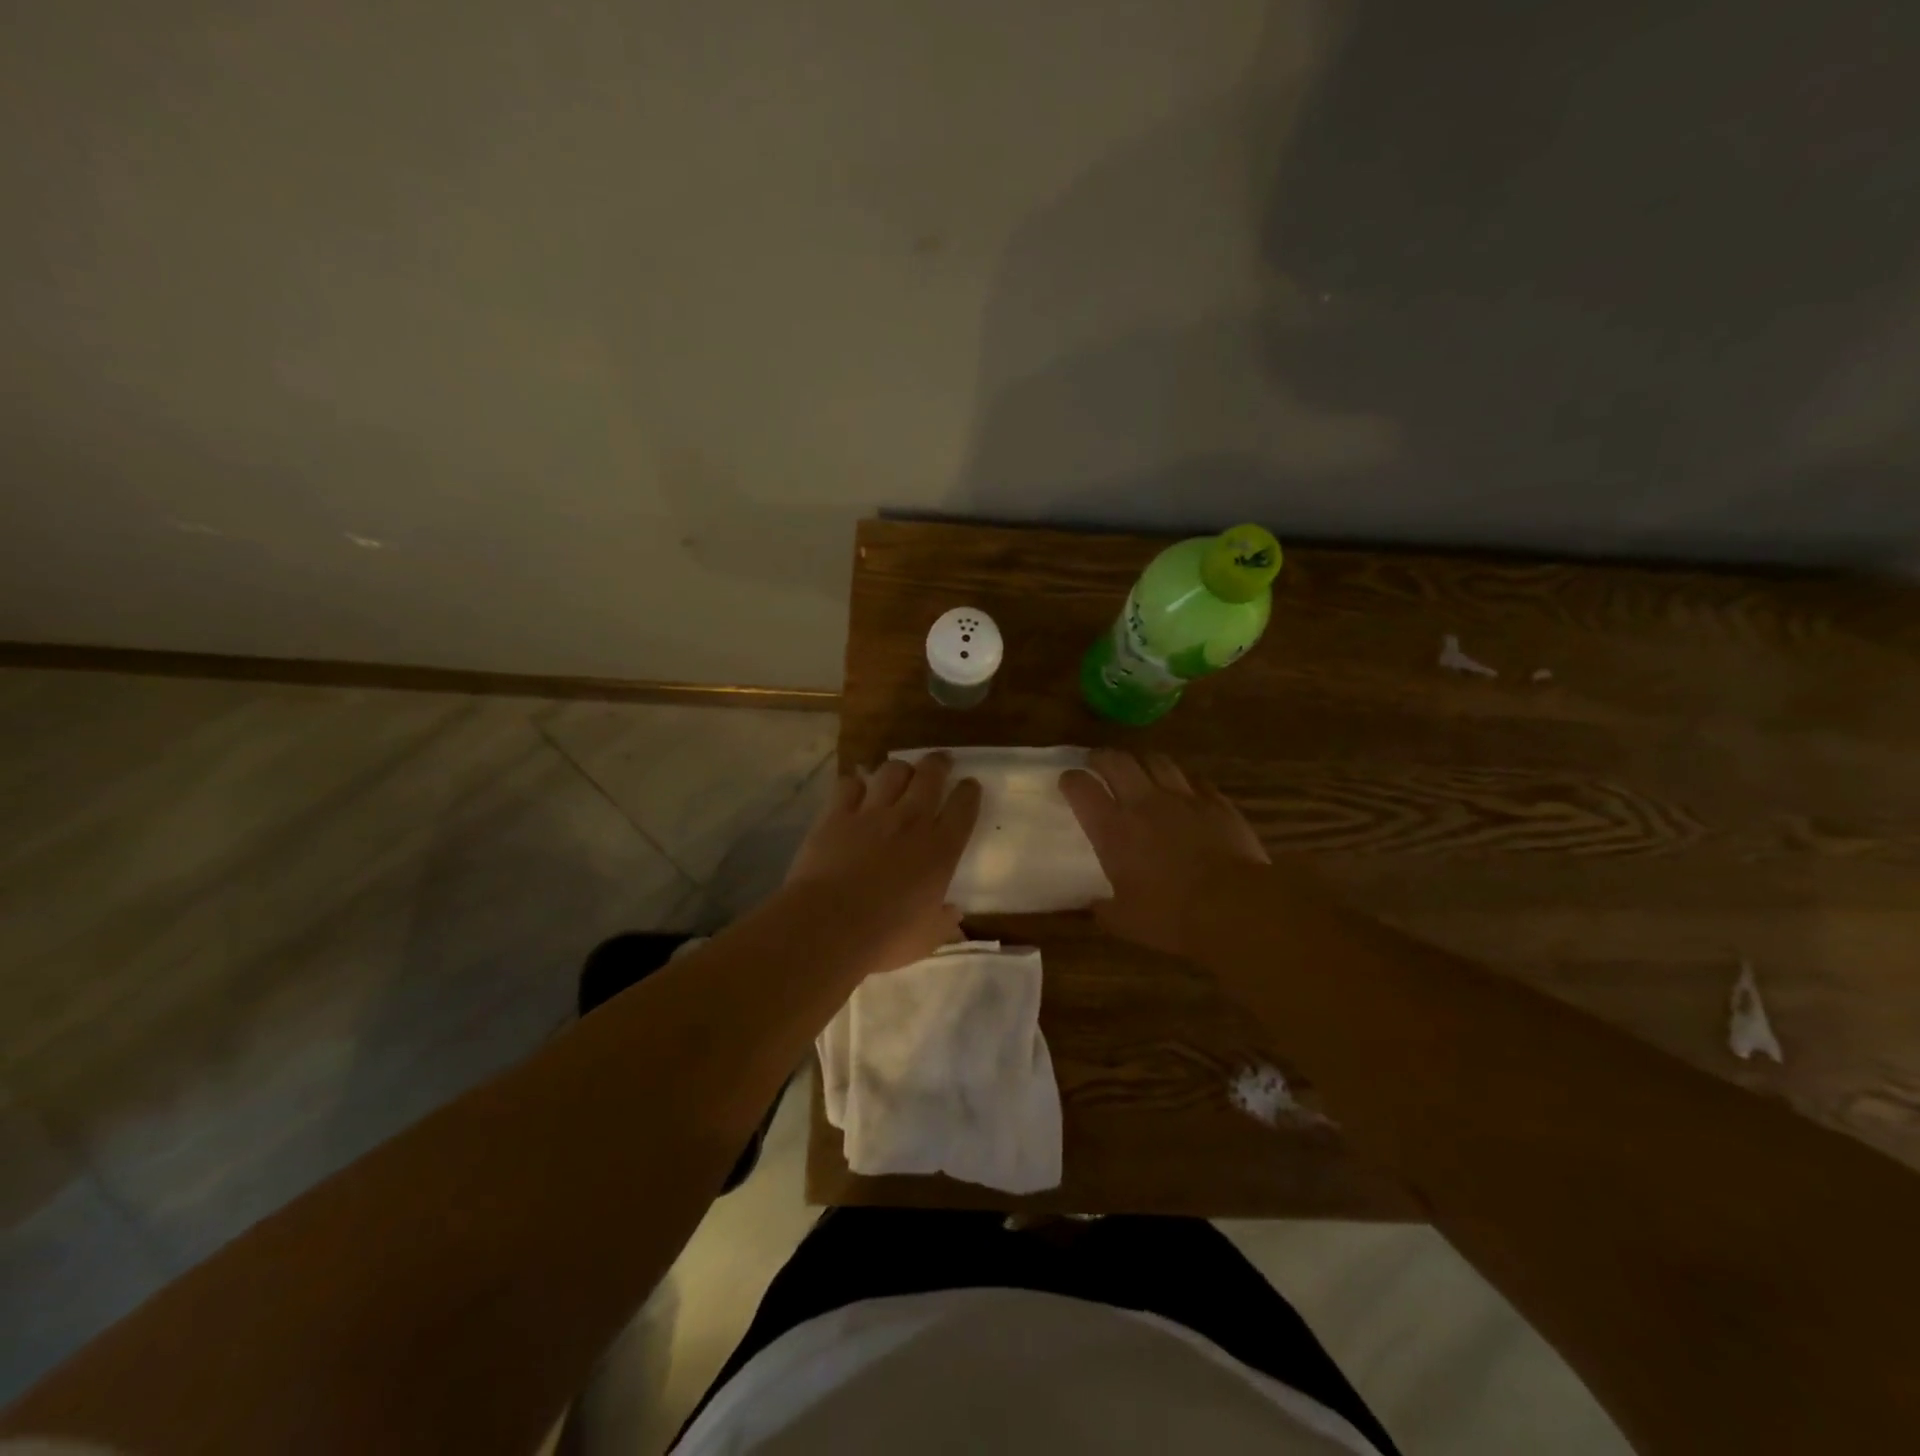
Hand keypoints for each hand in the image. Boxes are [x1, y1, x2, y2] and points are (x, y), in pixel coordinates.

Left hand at [782, 753, 981, 975]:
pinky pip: (849, 785)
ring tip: (900, 772)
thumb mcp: (926, 938)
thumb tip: (955, 916)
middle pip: (931, 775)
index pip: (964, 807)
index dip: (970, 792)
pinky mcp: (836, 814)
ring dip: (900, 768)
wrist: (828, 925)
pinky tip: (855, 790)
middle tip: (941, 761)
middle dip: (939, 763)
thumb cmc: (885, 937)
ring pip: (892, 771)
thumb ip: (944, 923)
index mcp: (941, 849)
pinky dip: (855, 784)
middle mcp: (911, 820)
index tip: (970, 786)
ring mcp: (872, 813)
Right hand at [1060, 748, 1268, 956]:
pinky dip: (1183, 781)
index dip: (1071, 780)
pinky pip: (1194, 779)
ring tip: (1140, 768)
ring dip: (1143, 761)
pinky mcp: (1216, 802)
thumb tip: (1094, 904)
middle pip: (1117, 761)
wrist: (1233, 907)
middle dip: (1102, 757)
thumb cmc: (1170, 916)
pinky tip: (1184, 790)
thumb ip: (1105, 909)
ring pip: (1157, 761)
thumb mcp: (1125, 922)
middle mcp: (1143, 803)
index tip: (1068, 782)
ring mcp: (1183, 798)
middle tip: (1098, 762)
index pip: (1081, 788)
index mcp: (1113, 829)